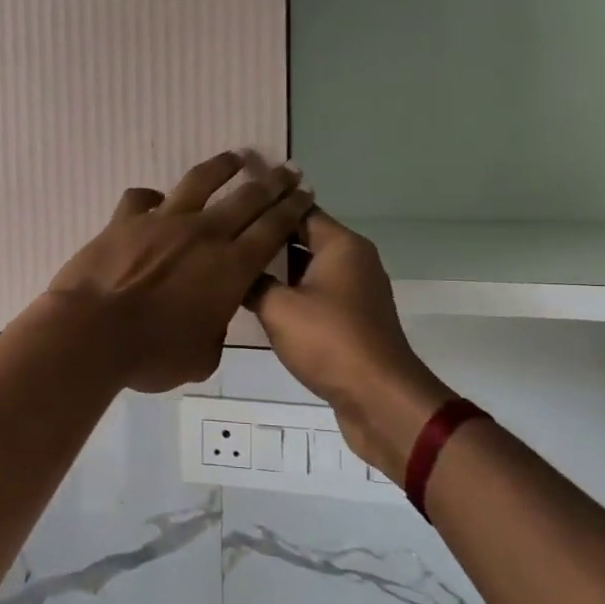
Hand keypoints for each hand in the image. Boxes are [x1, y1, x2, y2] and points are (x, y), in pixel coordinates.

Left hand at [46, 152, 314, 393]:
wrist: (92, 332)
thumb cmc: (152, 354)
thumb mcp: (200, 357)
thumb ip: (215, 332)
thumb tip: (211, 319)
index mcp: (232, 267)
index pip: (272, 229)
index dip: (292, 209)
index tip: (305, 193)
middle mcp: (203, 234)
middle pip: (247, 198)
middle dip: (273, 183)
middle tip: (288, 170)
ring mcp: (163, 221)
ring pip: (200, 182)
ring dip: (223, 167)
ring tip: (238, 157)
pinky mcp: (126, 220)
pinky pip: (142, 198)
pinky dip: (152, 196)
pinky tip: (156, 198)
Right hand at [247, 210, 453, 477]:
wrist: (379, 397)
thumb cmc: (329, 340)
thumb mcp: (277, 308)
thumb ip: (252, 282)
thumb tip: (232, 270)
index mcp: (341, 244)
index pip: (298, 209)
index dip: (266, 205)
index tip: (232, 205)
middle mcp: (353, 259)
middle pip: (304, 237)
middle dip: (268, 239)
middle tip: (225, 238)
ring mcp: (356, 290)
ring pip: (309, 268)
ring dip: (278, 270)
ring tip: (235, 267)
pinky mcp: (353, 318)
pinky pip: (317, 294)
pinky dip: (292, 294)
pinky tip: (260, 302)